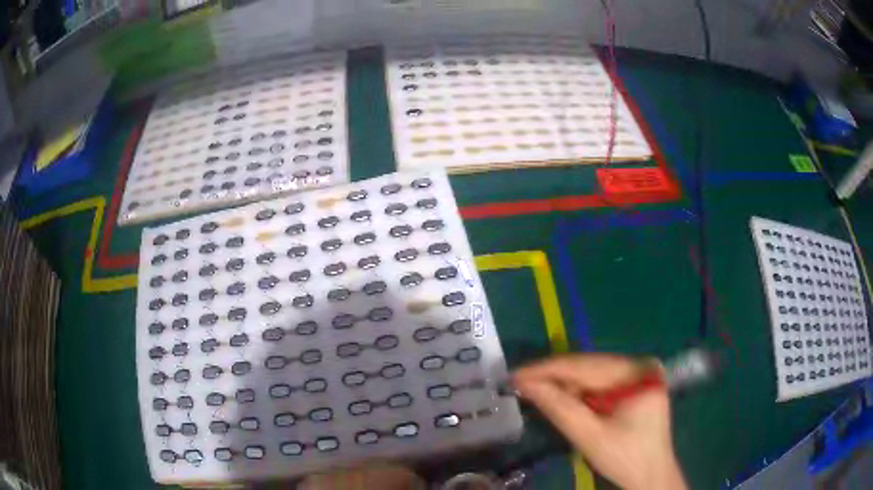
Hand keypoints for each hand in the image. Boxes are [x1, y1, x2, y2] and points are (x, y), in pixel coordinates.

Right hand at [512, 354, 686, 489]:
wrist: (651, 476)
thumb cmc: (626, 459)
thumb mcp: (590, 436)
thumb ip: (559, 408)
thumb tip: (525, 385)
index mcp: (638, 373)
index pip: (585, 365)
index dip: (547, 370)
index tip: (514, 376)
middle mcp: (639, 365)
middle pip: (588, 367)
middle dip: (552, 377)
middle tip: (518, 384)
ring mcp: (638, 374)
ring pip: (590, 374)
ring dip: (562, 385)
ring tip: (532, 391)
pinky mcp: (633, 386)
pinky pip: (598, 384)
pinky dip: (576, 393)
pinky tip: (558, 398)